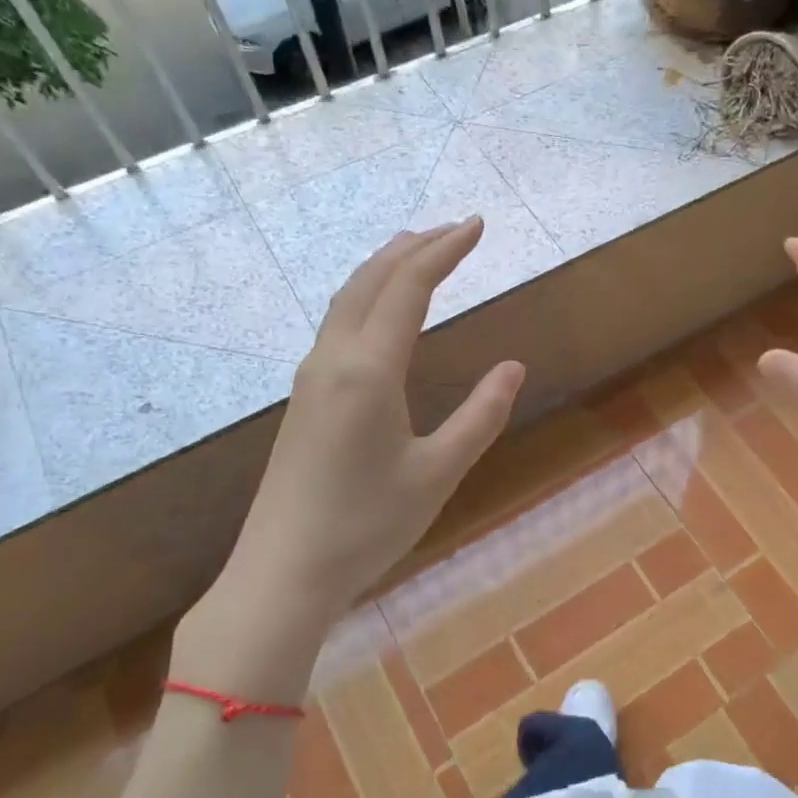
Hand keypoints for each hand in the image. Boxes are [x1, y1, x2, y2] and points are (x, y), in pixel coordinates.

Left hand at [179, 219, 523, 701]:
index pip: (409, 288)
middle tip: (455, 230)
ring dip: (386, 268)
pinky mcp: (304, 399)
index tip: (477, 226)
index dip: (445, 251)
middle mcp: (333, 360)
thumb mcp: (438, 472)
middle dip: (414, 248)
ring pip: (347, 299)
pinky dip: (367, 297)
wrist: (283, 571)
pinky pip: (338, 324)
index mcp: (368, 370)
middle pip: (370, 280)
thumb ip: (480, 416)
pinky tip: (382, 313)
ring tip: (419, 254)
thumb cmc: (367, 525)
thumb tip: (514, 368)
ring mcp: (311, 378)